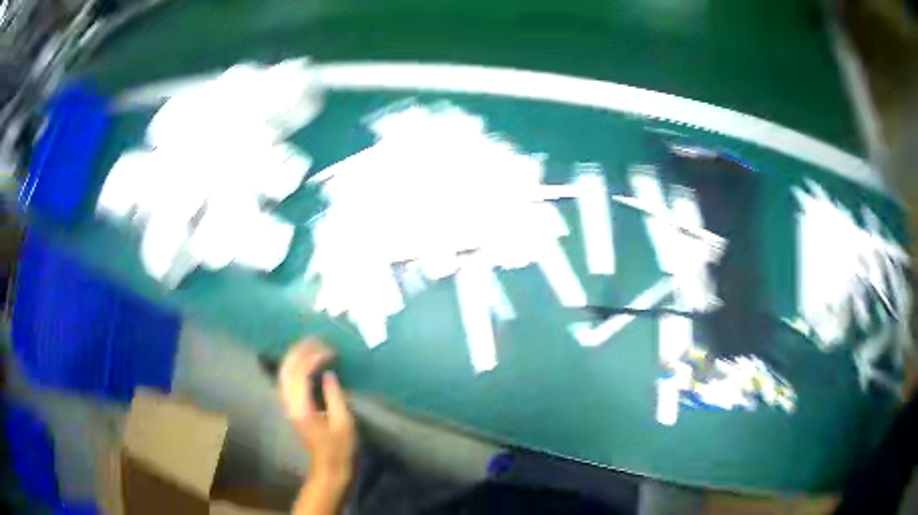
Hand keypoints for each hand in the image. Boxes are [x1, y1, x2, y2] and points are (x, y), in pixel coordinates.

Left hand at [279, 339, 355, 492]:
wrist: (327, 468)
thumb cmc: (339, 448)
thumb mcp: (344, 423)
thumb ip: (335, 397)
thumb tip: (329, 374)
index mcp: (301, 408)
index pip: (300, 374)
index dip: (312, 358)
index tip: (330, 350)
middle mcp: (289, 404)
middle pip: (286, 370)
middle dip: (300, 351)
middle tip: (318, 340)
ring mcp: (287, 406)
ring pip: (283, 373)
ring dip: (295, 356)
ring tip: (311, 345)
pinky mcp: (291, 407)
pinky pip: (286, 380)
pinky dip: (294, 366)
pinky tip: (305, 361)